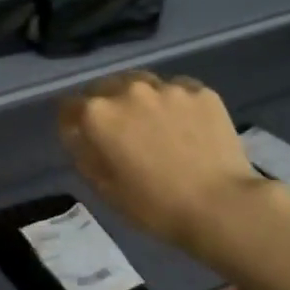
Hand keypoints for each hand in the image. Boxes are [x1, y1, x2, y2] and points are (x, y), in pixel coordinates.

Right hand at [58, 71, 278, 260]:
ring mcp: (168, 87)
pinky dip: (173, 103)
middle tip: (119, 132)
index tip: (82, 137)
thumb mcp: (104, 188)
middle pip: (104, 87)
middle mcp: (128, 90)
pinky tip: (184, 126)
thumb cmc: (154, 206)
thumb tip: (79, 133)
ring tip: (153, 124)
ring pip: (141, 84)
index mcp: (98, 115)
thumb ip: (83, 152)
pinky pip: (177, 90)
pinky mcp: (201, 91)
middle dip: (105, 106)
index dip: (72, 122)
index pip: (68, 106)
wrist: (221, 206)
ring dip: (138, 99)